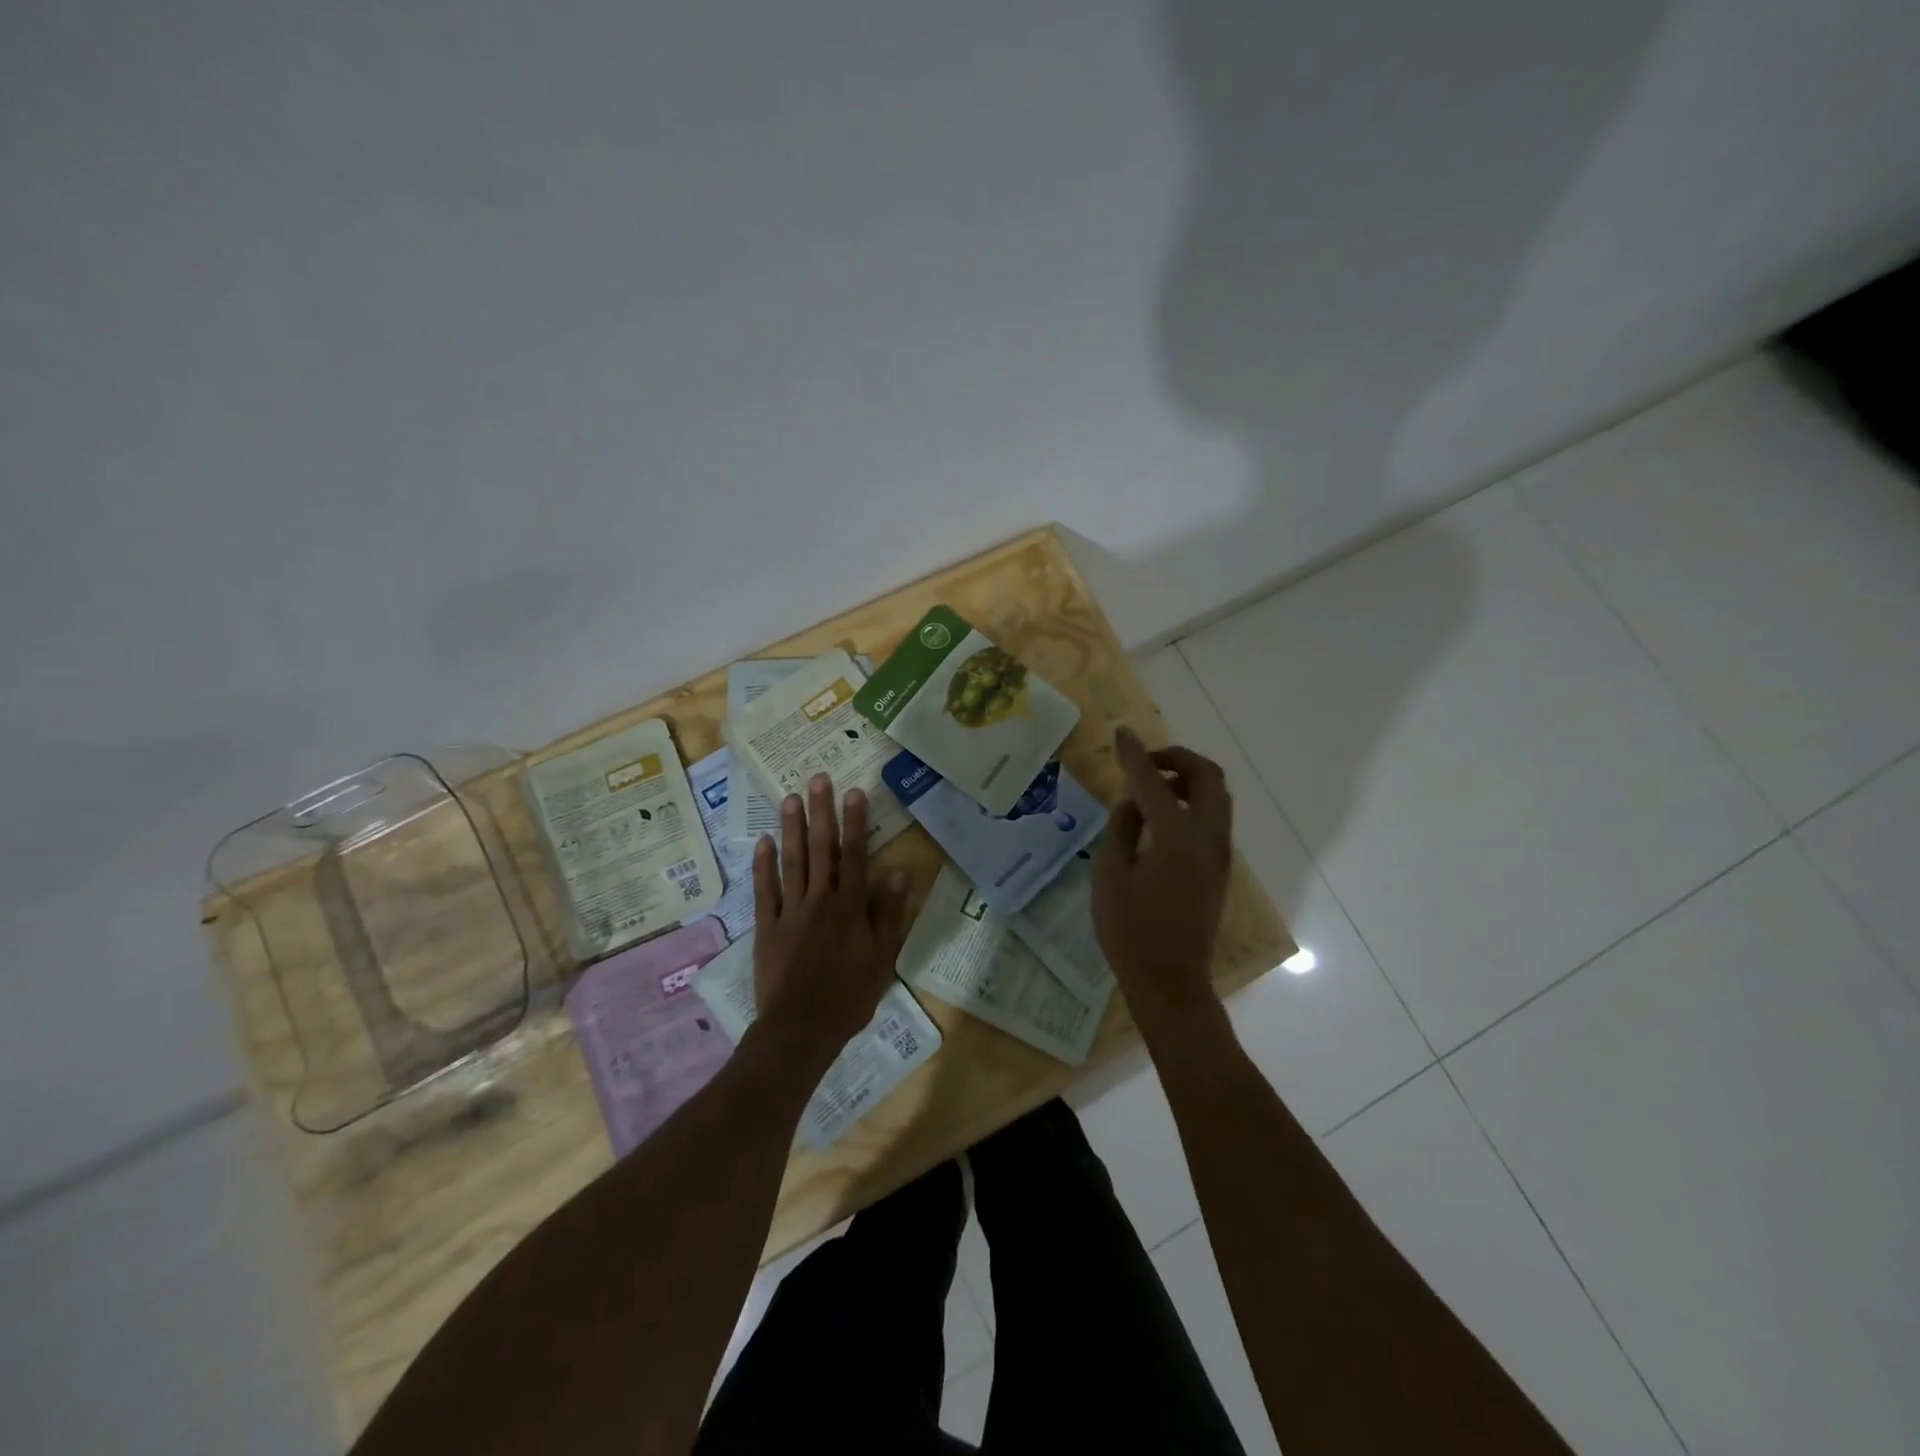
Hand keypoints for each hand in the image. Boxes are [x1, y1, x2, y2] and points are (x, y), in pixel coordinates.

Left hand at [750, 774, 911, 1054]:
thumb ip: (888, 914)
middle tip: (818, 779)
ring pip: (792, 861)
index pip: (856, 855)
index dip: (856, 822)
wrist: (800, 1029)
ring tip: (790, 798)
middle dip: (821, 812)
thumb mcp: (881, 959)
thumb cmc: (848, 997)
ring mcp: (790, 911)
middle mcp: (820, 899)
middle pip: (822, 849)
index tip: (854, 792)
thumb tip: (899, 872)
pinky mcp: (767, 926)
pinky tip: (763, 841)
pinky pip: (764, 890)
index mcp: (850, 907)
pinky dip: (763, 865)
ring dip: (792, 828)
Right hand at [1093, 727, 1233, 1031]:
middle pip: (1208, 777)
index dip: (1135, 755)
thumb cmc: (1131, 932)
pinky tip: (1161, 819)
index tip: (1121, 734)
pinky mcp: (1221, 870)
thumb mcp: (1110, 876)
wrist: (1171, 982)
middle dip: (1178, 759)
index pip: (1154, 782)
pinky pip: (1214, 818)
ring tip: (1151, 789)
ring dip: (1188, 780)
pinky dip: (1193, 802)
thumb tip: (1132, 801)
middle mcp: (1207, 838)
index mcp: (1176, 837)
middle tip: (1146, 764)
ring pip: (1217, 797)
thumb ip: (1121, 829)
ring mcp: (1220, 854)